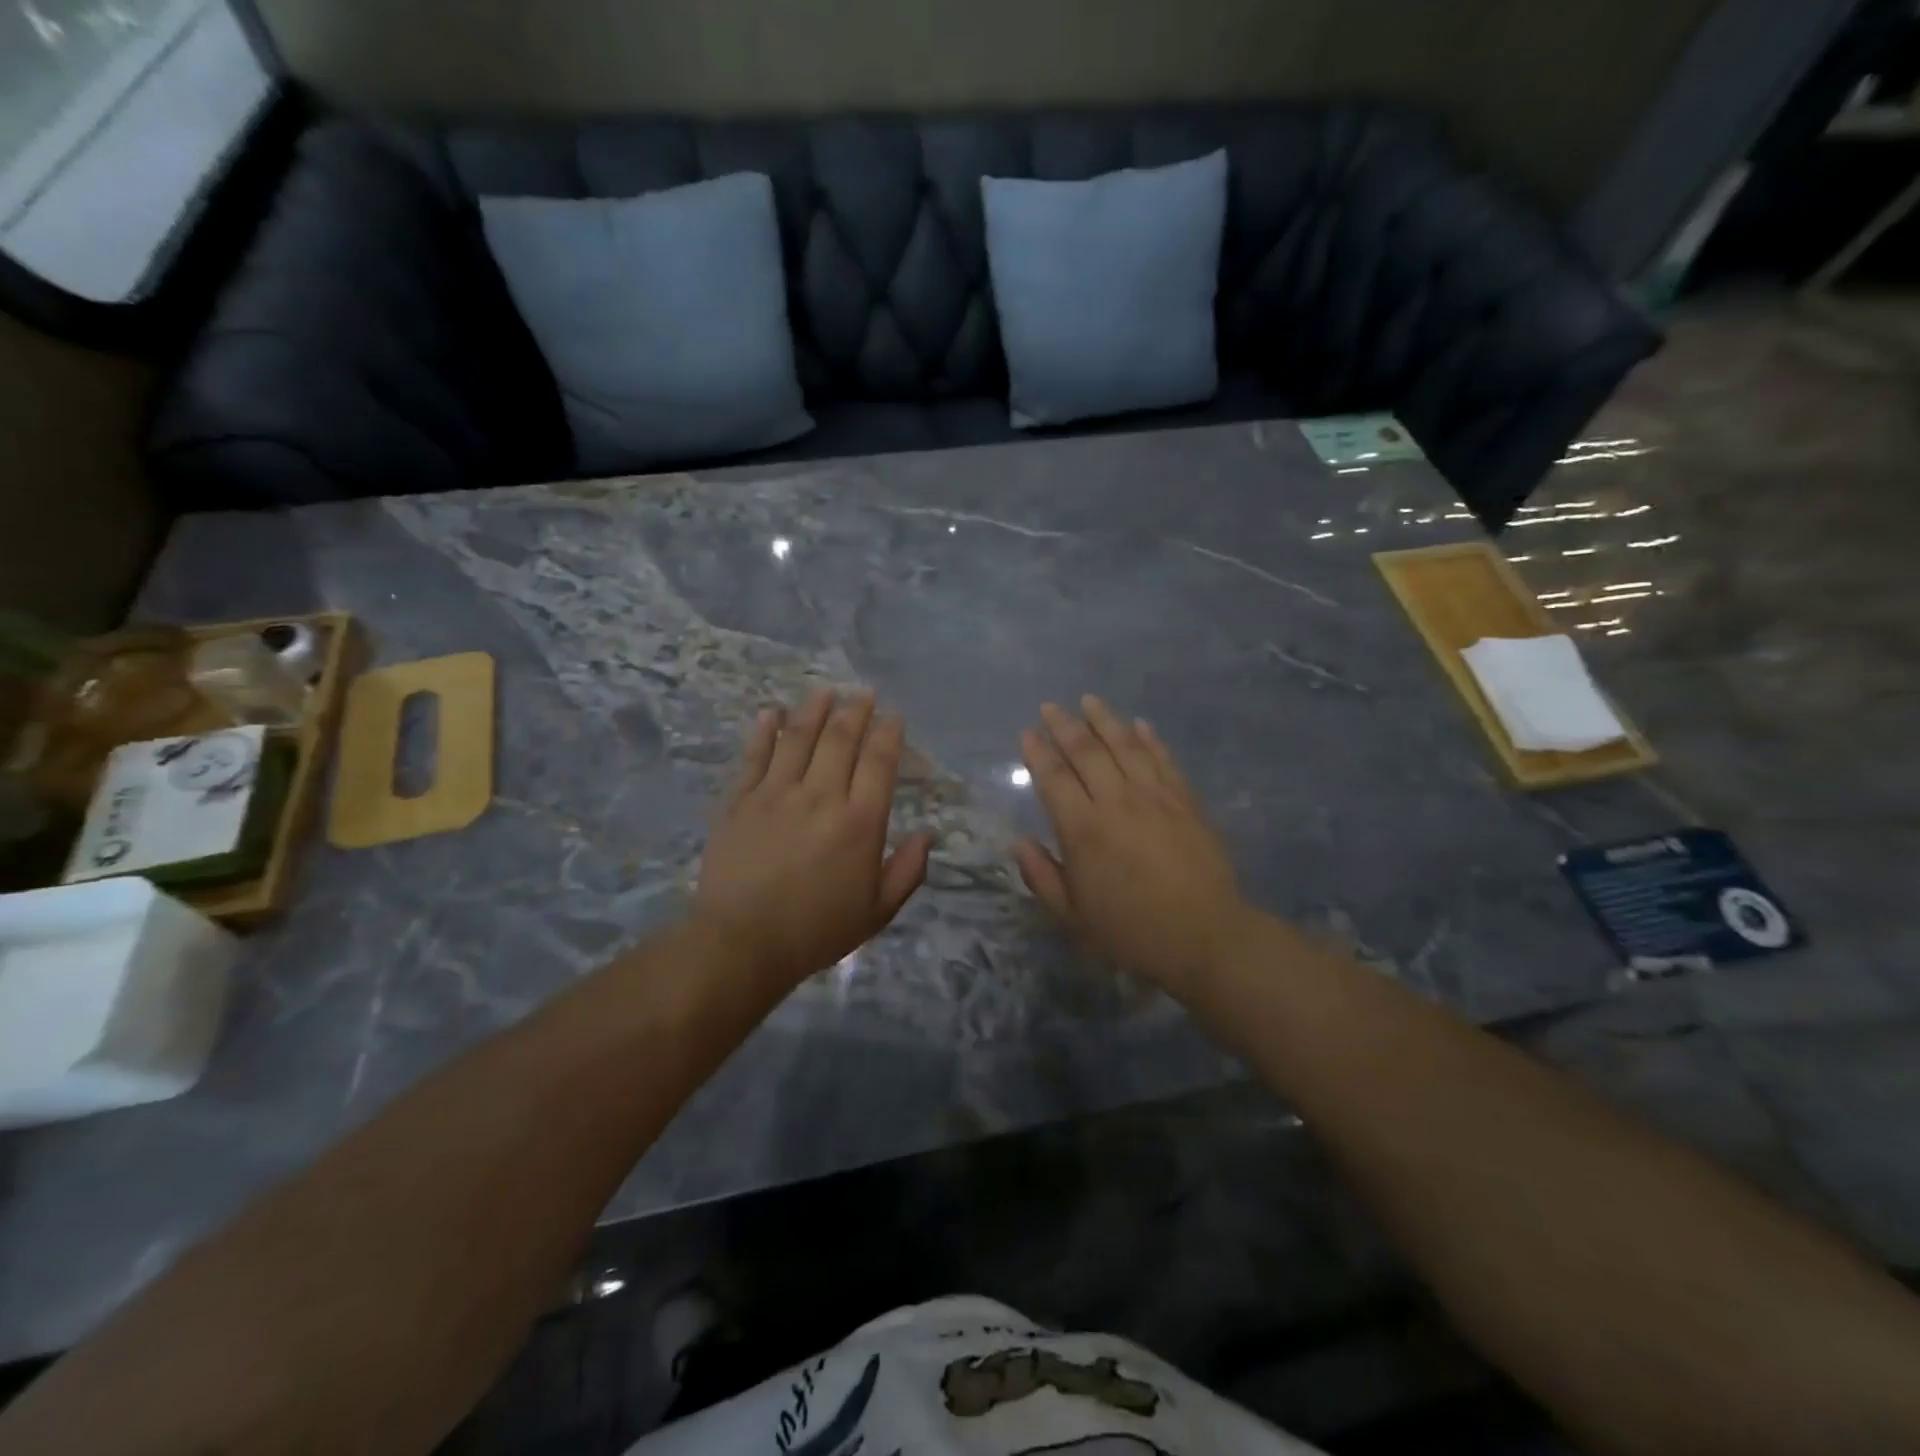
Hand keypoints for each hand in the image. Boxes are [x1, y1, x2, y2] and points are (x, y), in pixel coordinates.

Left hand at [694, 689, 932, 995]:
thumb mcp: (878, 911)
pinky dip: (765, 729)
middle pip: (841, 738)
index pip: (879, 761)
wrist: (741, 943)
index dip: (889, 733)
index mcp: (860, 821)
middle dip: (856, 710)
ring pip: (799, 737)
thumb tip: (927, 834)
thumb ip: (908, 870)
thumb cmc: (816, 930)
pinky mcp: (740, 800)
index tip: (893, 716)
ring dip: (814, 709)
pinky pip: (755, 755)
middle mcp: (821, 796)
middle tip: (862, 693)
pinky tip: (772, 712)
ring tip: (825, 691)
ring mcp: (776, 793)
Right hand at [1016, 697, 1252, 997]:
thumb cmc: (1131, 930)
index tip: (1027, 733)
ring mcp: (1155, 796)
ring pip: (1125, 745)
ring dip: (1104, 720)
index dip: (1037, 753)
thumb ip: (1042, 876)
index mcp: (1082, 829)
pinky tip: (1139, 724)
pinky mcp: (1185, 799)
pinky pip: (1163, 759)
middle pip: (1086, 751)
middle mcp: (1116, 801)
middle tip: (1050, 707)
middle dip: (1064, 725)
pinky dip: (1149, 738)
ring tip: (1089, 700)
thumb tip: (1019, 842)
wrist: (1205, 936)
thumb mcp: (1072, 916)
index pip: (1053, 778)